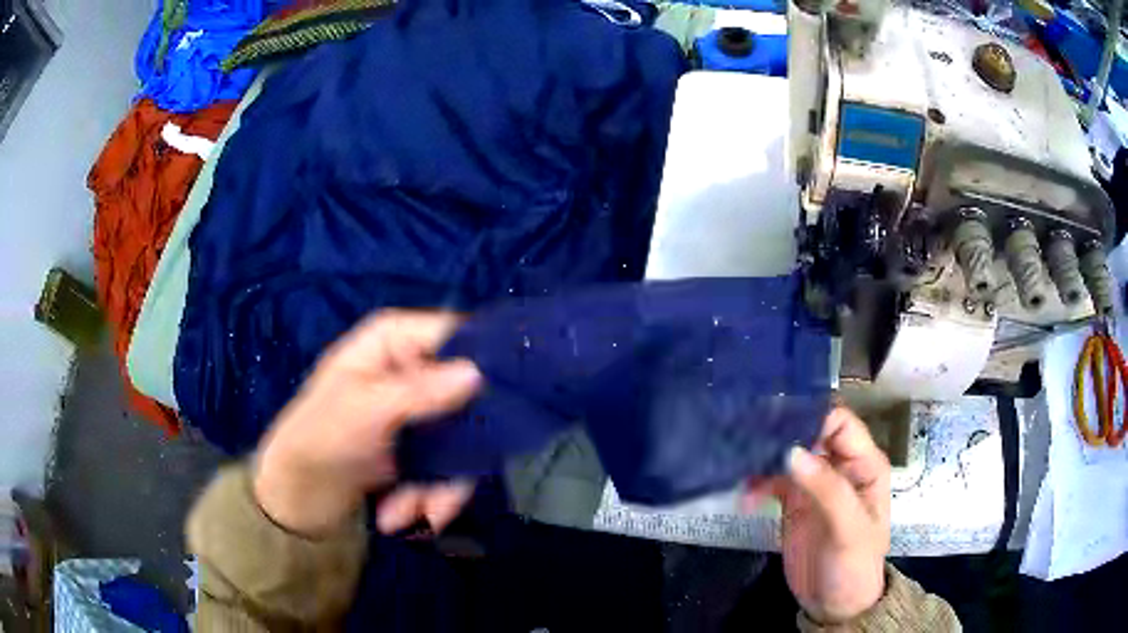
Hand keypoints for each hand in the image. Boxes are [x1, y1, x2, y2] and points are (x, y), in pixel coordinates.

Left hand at [253, 310, 482, 536]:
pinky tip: (397, 518)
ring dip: (437, 489)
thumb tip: (478, 372)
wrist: (295, 496)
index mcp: (393, 342)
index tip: (509, 399)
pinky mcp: (420, 448)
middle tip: (440, 494)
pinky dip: (428, 498)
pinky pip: (448, 469)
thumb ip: (420, 391)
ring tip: (401, 516)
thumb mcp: (365, 410)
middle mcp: (411, 370)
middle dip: (457, 455)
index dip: (485, 361)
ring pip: (462, 443)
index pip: (455, 334)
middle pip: (468, 399)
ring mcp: (418, 413)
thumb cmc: (319, 438)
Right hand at [749, 408, 890, 623]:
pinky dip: (756, 485)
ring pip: (787, 455)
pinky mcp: (793, 502)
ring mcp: (814, 484)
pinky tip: (745, 500)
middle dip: (781, 434)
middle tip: (749, 437)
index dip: (812, 418)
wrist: (834, 605)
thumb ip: (826, 489)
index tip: (778, 424)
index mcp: (863, 464)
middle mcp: (839, 466)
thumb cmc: (854, 565)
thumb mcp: (848, 529)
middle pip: (809, 433)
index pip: (839, 423)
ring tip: (742, 471)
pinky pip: (772, 481)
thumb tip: (791, 451)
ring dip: (764, 460)